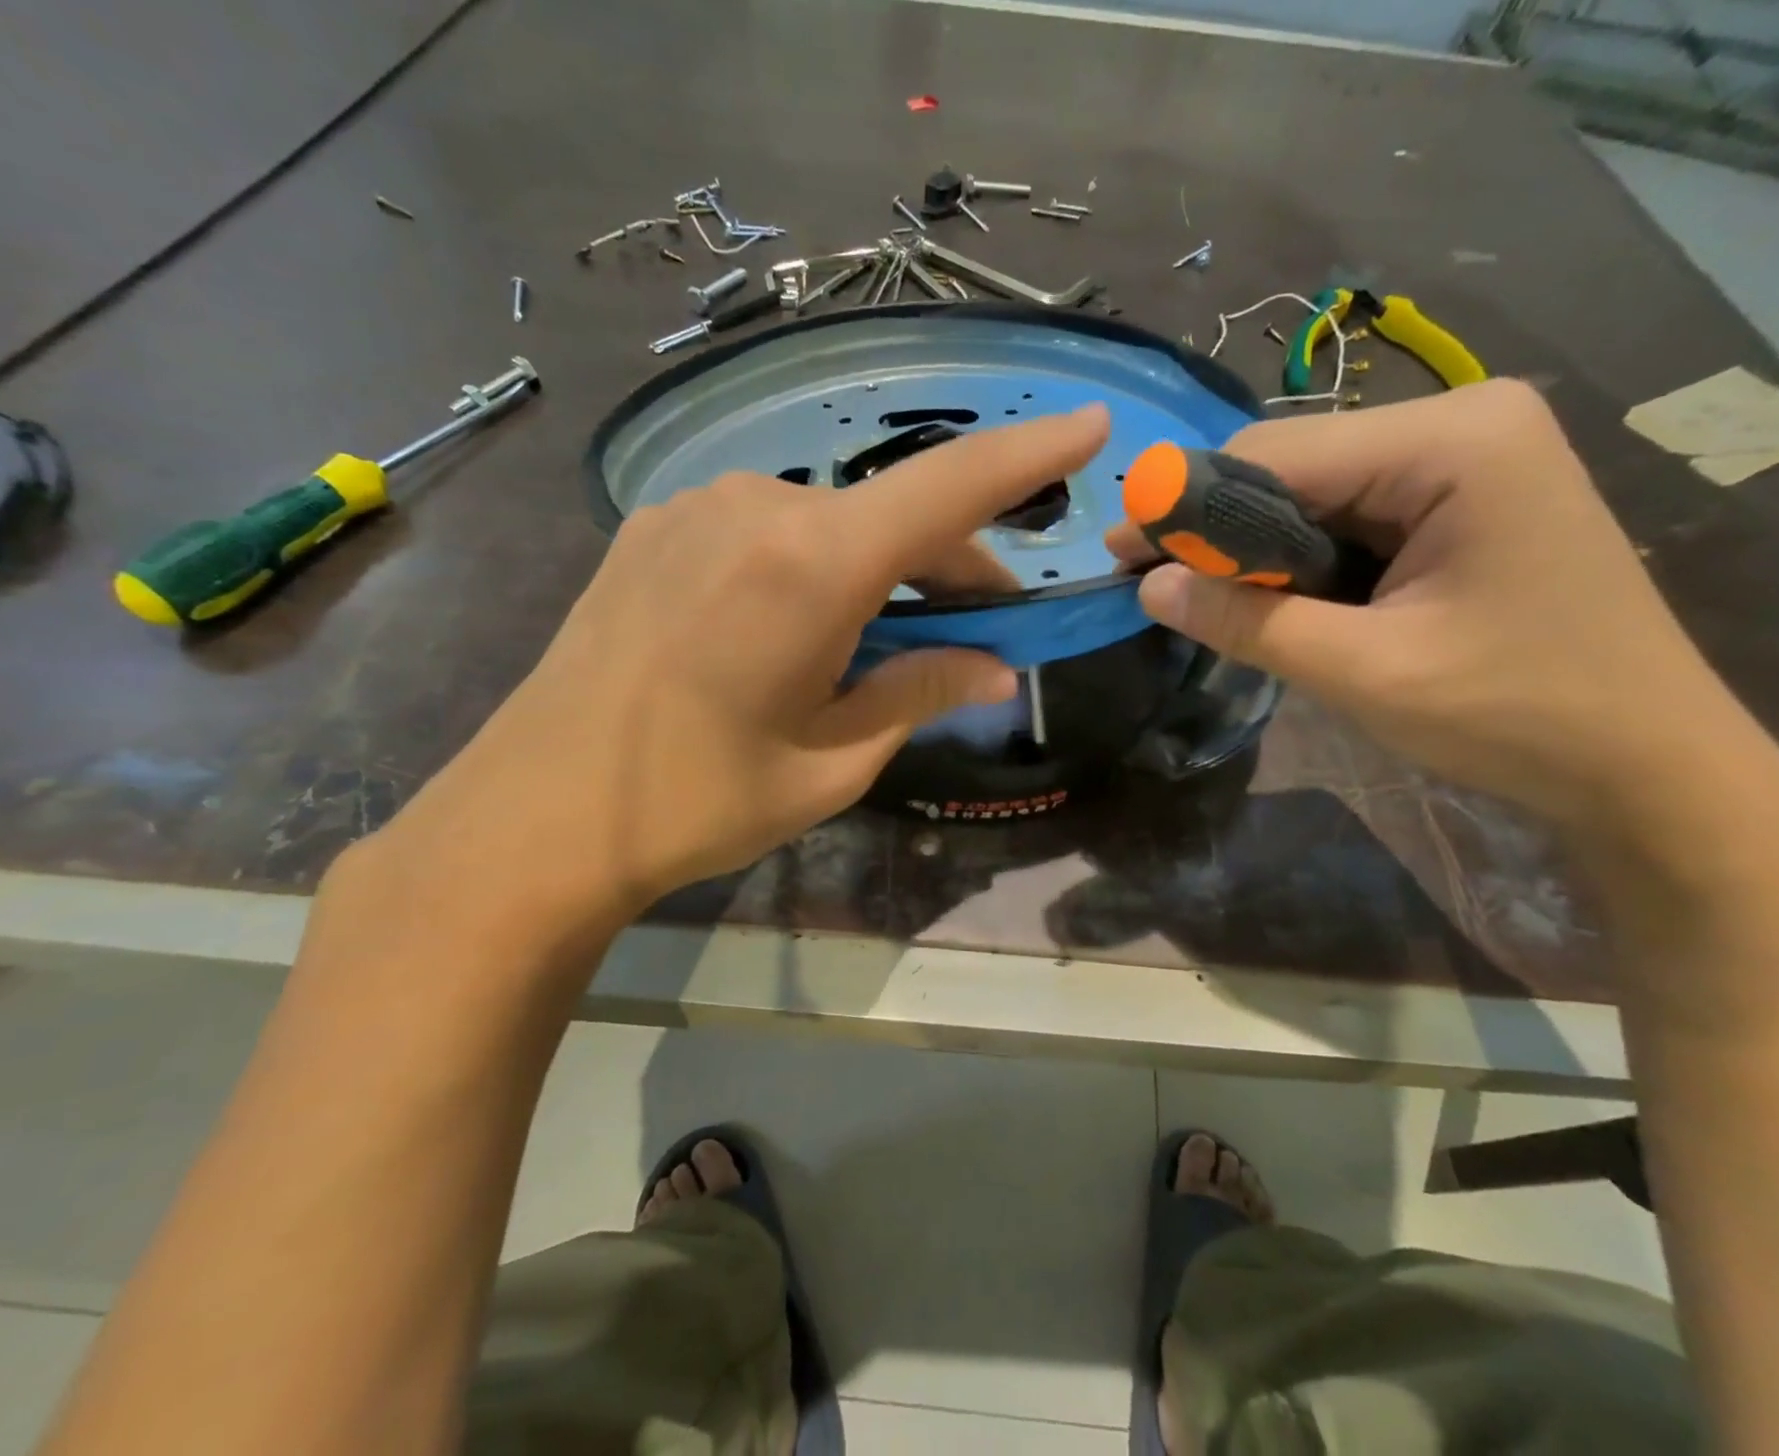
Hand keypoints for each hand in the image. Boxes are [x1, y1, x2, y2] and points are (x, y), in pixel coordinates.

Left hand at [377, 406, 1109, 930]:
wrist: (537, 814)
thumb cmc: (698, 800)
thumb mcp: (833, 762)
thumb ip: (921, 694)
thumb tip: (996, 667)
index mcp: (810, 566)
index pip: (948, 488)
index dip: (1028, 455)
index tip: (1090, 425)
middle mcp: (756, 506)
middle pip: (893, 513)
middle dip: (952, 562)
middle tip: (978, 628)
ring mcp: (697, 507)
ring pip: (833, 520)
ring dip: (881, 567)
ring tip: (882, 640)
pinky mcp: (658, 526)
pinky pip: (771, 528)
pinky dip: (818, 562)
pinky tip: (801, 624)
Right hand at [1108, 381, 1749, 831]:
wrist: (1646, 765)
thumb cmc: (1516, 715)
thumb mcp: (1363, 672)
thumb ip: (1247, 622)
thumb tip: (1148, 586)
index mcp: (1452, 440)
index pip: (1276, 452)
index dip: (1187, 504)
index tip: (1121, 553)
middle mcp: (1460, 423)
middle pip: (1294, 465)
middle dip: (1219, 529)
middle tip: (1152, 584)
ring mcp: (1467, 459)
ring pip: (1315, 493)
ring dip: (1256, 550)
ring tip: (1203, 601)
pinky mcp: (1462, 499)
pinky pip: (1350, 516)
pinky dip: (1300, 560)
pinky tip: (1272, 598)